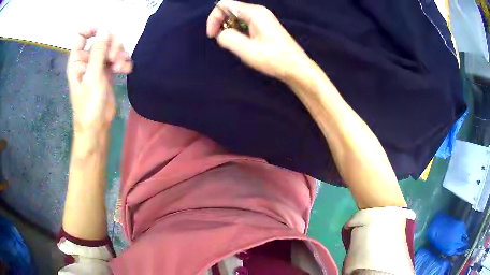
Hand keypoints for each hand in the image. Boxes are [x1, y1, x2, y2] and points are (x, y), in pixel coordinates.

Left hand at [67, 28, 131, 135]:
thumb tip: (105, 27)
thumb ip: (98, 50)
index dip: (92, 29)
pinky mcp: (107, 73)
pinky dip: (123, 62)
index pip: (81, 36)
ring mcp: (98, 66)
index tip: (105, 31)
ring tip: (122, 67)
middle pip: (101, 40)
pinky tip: (126, 70)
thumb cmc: (89, 104)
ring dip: (119, 54)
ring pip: (111, 48)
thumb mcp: (93, 76)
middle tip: (115, 57)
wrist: (97, 126)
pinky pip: (117, 59)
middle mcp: (87, 60)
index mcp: (78, 60)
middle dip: (111, 45)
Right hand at [207, 0, 310, 80]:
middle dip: (220, 23)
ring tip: (232, 44)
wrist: (296, 68)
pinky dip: (237, 31)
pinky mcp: (264, 26)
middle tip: (220, 41)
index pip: (224, 4)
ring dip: (228, 29)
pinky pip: (244, 23)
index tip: (212, 35)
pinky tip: (241, 44)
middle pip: (230, 9)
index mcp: (254, 13)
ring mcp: (262, 18)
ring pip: (236, 17)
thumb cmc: (274, 59)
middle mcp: (258, 12)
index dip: (213, 18)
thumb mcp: (247, 50)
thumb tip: (220, 34)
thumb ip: (228, 38)